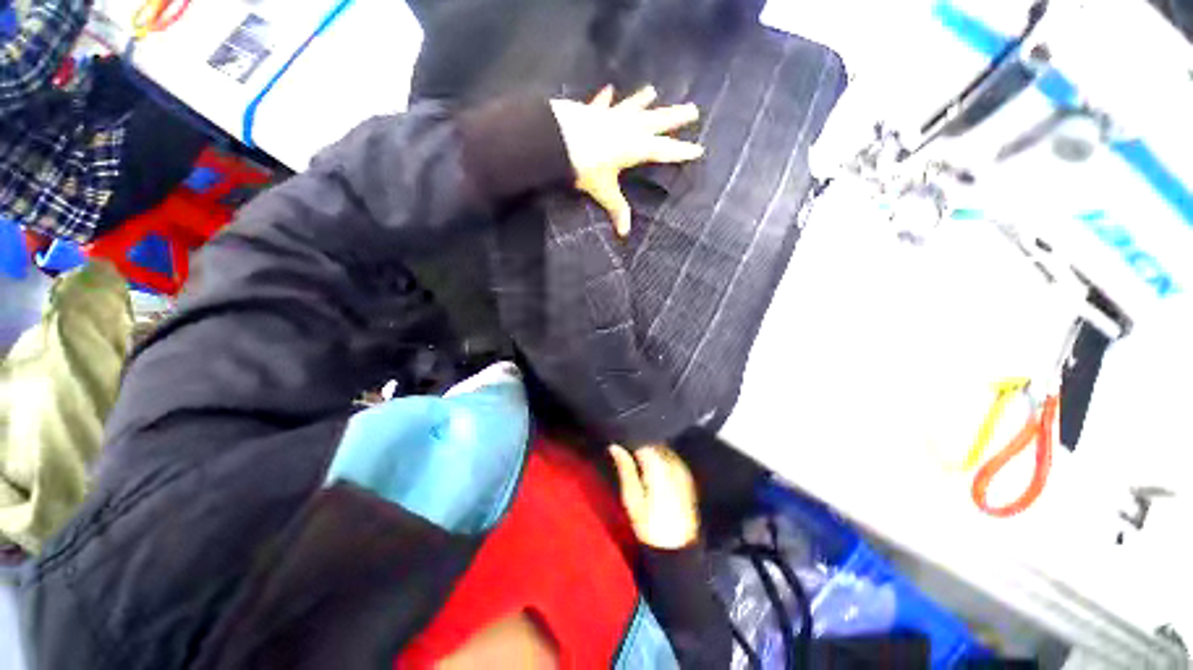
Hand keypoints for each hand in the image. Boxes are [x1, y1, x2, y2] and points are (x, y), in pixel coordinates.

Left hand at [550, 86, 703, 236]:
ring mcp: (611, 117)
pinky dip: (605, 99)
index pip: (664, 151)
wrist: (558, 140)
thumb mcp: (603, 191)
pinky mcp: (593, 113)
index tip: (699, 149)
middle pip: (657, 122)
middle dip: (675, 118)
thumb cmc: (585, 167)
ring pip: (633, 107)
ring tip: (653, 90)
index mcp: (635, 148)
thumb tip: (625, 233)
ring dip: (643, 100)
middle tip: (693, 109)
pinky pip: (602, 105)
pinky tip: (608, 89)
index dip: (682, 152)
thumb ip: (616, 209)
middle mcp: (628, 129)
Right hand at [609, 444, 699, 549]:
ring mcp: (682, 469)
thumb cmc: (649, 525)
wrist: (677, 549)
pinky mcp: (687, 476)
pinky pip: (671, 458)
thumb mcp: (632, 498)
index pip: (643, 441)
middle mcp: (673, 462)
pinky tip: (653, 471)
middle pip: (654, 443)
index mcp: (658, 465)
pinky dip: (661, 459)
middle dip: (641, 445)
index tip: (619, 444)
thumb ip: (625, 468)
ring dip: (651, 451)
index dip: (629, 440)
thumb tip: (615, 446)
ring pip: (663, 449)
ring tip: (638, 463)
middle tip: (626, 454)